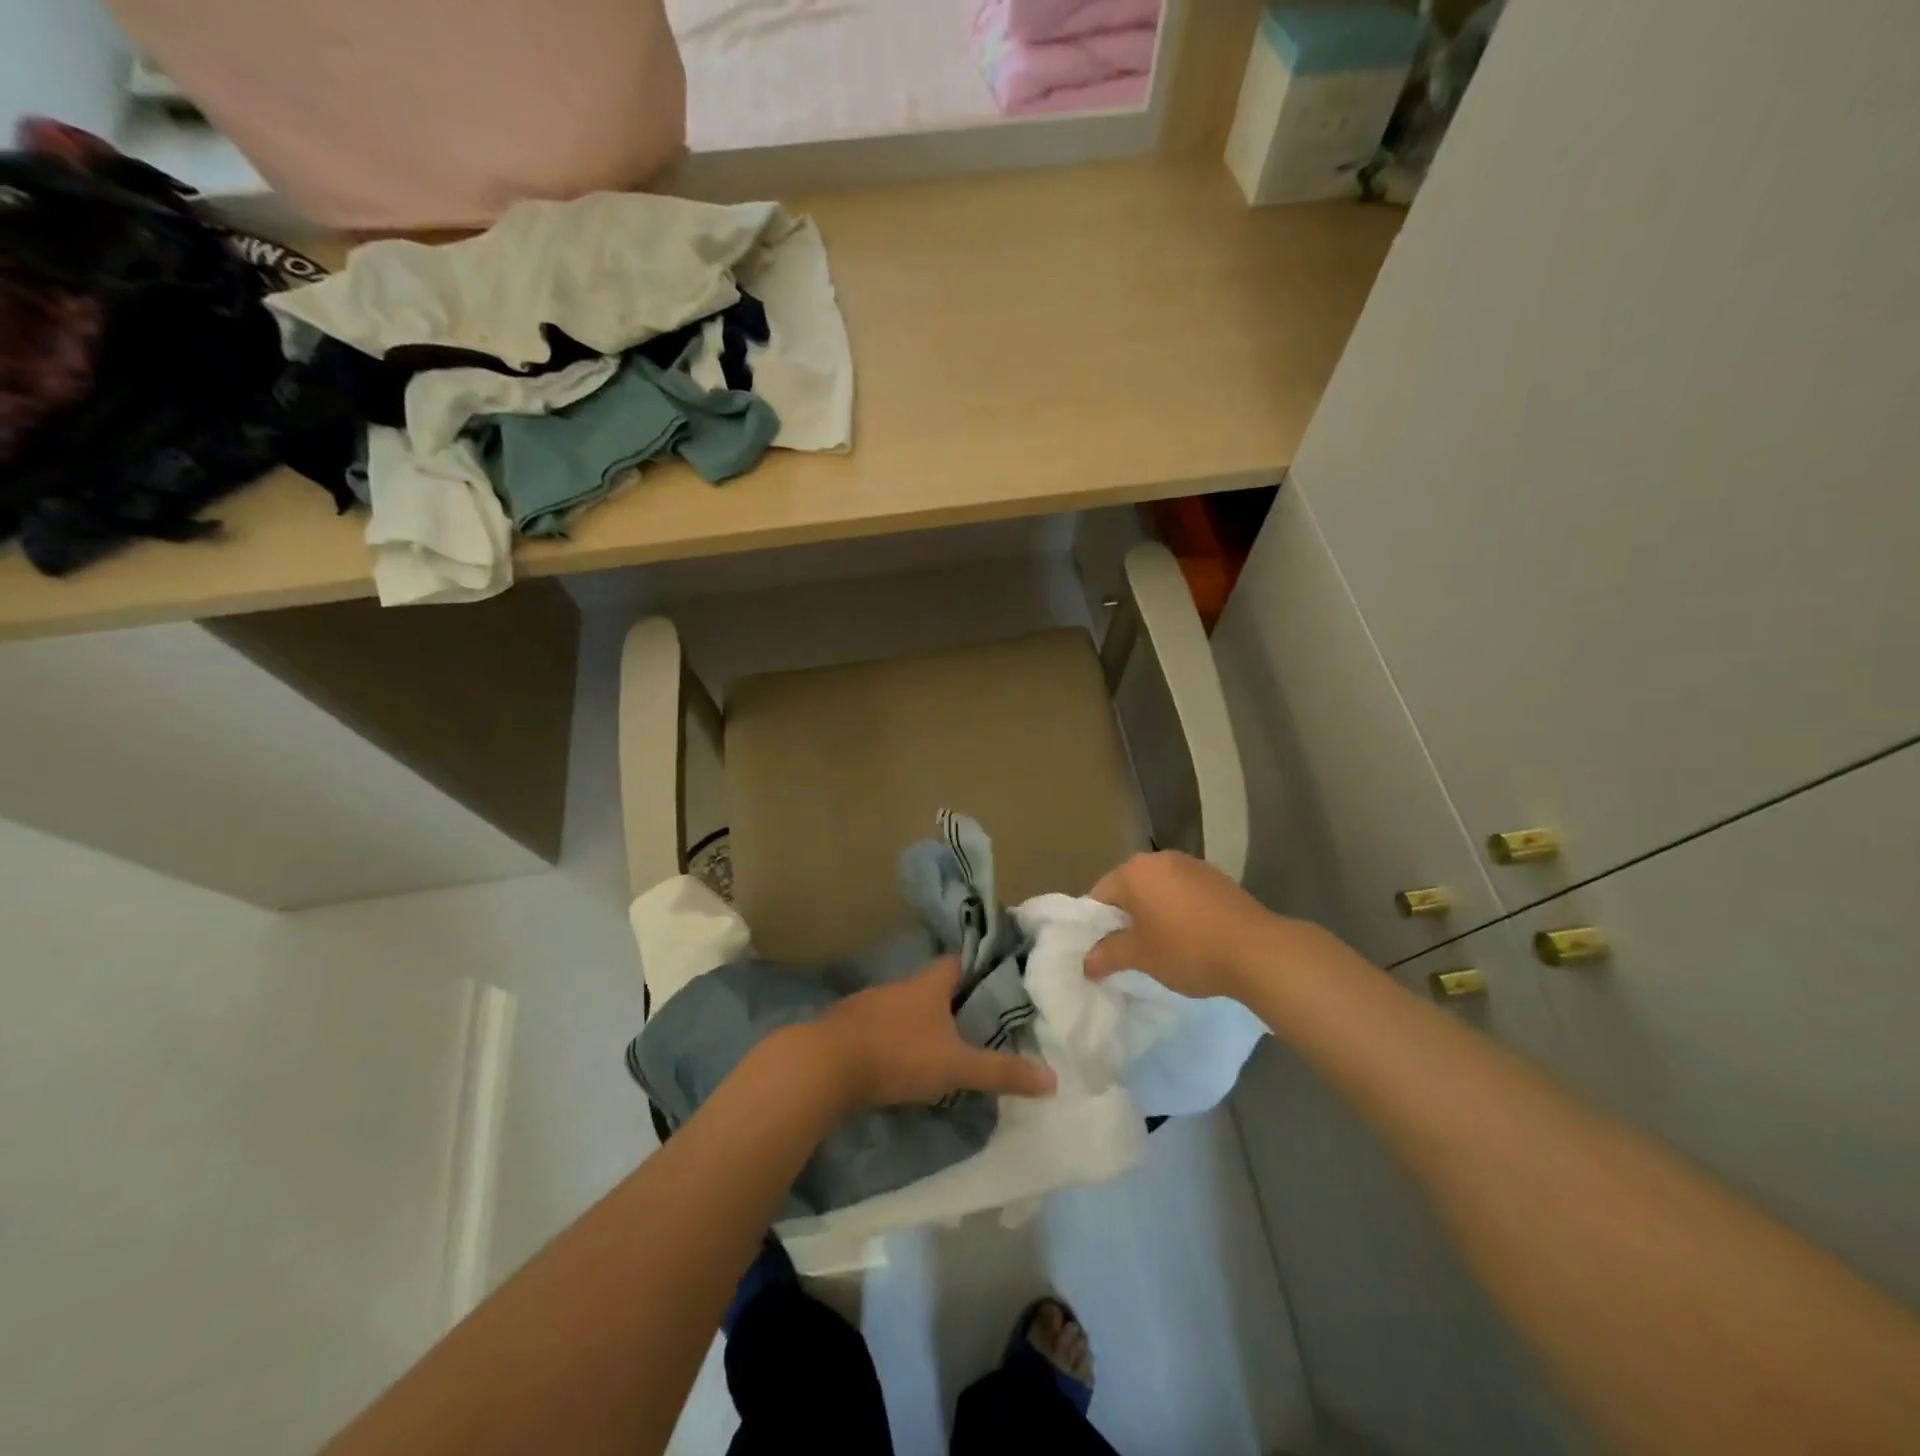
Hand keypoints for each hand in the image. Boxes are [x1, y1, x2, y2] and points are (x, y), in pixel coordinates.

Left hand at [814, 957, 1056, 1110]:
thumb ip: (1001, 1072)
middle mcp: (899, 986)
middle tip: (975, 1023)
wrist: (823, 1065)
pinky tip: (899, 1062)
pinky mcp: (846, 1028)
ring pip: (904, 1007)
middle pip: (932, 986)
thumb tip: (1052, 1079)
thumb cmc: (897, 1055)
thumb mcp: (956, 1067)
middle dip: (952, 1002)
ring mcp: (869, 1004)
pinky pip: (879, 1028)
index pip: (958, 962)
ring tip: (940, 1046)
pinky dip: (893, 1040)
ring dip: (920, 1023)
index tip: (995, 983)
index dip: (977, 969)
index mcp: (928, 985)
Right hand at [1085, 851, 1290, 1000]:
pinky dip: (1180, 911)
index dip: (1097, 925)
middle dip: (1126, 918)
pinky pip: (1184, 893)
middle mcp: (1159, 859)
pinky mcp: (1217, 878)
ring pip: (1158, 890)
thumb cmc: (1188, 949)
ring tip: (1163, 946)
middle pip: (1129, 889)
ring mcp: (1192, 865)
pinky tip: (1192, 937)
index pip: (1100, 895)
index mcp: (1134, 871)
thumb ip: (1108, 955)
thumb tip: (1086, 962)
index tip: (1106, 951)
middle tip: (1131, 951)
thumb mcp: (1140, 957)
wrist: (1257, 951)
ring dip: (1154, 913)